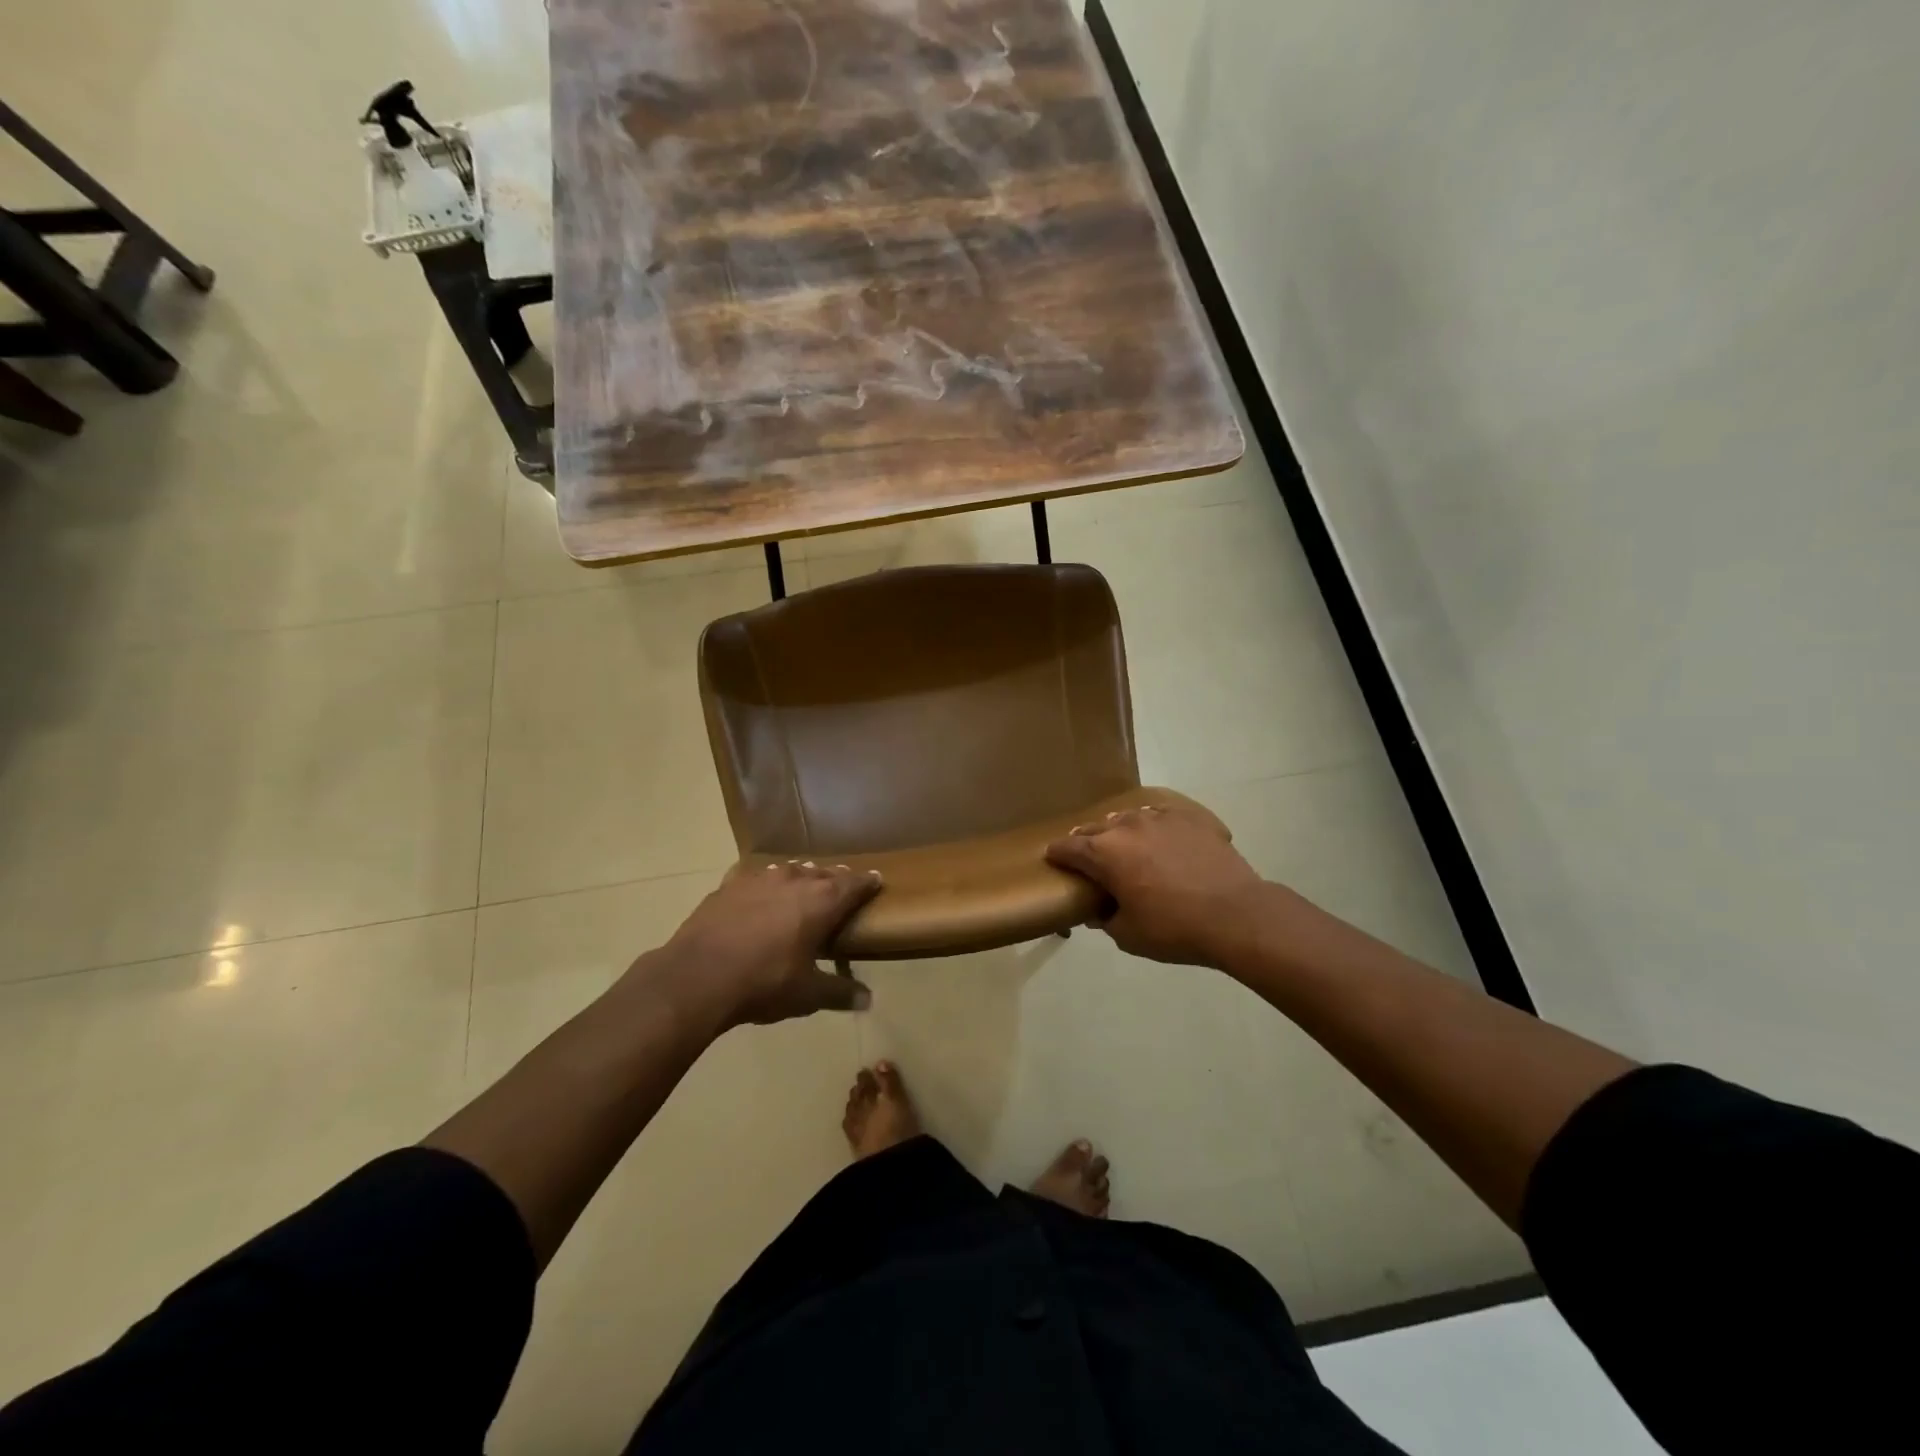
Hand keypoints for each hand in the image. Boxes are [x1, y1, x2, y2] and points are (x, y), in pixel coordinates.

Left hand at [655, 860, 881, 1027]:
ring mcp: (759, 878)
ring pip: (790, 870)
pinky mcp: (729, 885)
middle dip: (835, 879)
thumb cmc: (764, 983)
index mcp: (822, 901)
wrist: (697, 976)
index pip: (854, 884)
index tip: (876, 880)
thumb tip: (868, 1000)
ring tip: (804, 886)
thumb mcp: (807, 994)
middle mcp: (795, 879)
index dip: (867, 883)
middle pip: (824, 872)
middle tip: (842, 888)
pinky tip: (760, 893)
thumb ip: (839, 992)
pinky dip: (766, 883)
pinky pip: (756, 877)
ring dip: (801, 877)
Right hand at [1045, 802, 1266, 968]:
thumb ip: (1106, 919)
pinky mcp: (1191, 818)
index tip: (1053, 858)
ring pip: (1129, 818)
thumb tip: (1099, 911)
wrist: (1236, 915)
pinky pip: (1163, 816)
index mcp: (1105, 853)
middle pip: (1096, 828)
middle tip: (1087, 856)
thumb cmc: (1174, 928)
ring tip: (1125, 844)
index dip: (1058, 854)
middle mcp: (1127, 827)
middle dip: (1087, 840)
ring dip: (1120, 831)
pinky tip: (1162, 838)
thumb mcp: (1129, 935)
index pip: (1069, 847)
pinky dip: (1155, 826)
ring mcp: (1161, 818)